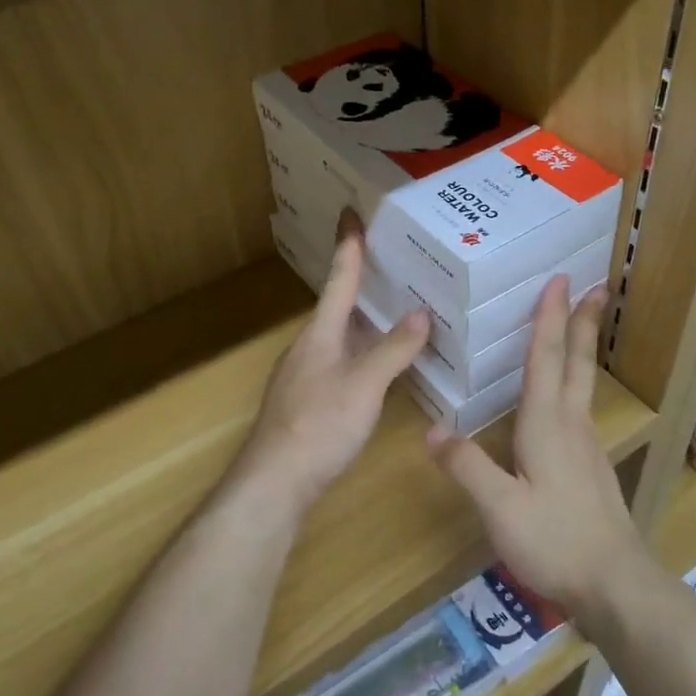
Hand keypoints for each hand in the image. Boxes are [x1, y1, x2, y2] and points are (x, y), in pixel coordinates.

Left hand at [234, 224, 428, 512]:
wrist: (275, 483)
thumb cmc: (318, 426)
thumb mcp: (363, 386)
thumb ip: (392, 351)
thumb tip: (420, 314)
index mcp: (320, 334)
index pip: (338, 280)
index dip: (348, 247)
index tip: (351, 213)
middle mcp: (311, 347)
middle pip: (340, 306)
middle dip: (363, 282)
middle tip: (394, 260)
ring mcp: (308, 375)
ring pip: (342, 336)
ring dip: (368, 320)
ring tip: (400, 306)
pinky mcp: (312, 401)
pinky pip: (344, 361)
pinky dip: (366, 352)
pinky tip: (384, 363)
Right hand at [427, 277, 644, 627]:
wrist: (614, 583)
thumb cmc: (555, 540)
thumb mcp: (500, 507)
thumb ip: (466, 466)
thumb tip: (431, 430)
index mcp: (547, 425)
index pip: (546, 359)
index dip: (551, 318)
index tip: (560, 280)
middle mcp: (571, 425)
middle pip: (577, 363)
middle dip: (583, 322)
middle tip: (596, 287)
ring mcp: (586, 447)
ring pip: (582, 385)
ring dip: (582, 349)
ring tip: (582, 326)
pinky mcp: (592, 468)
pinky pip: (580, 409)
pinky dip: (575, 383)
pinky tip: (566, 400)